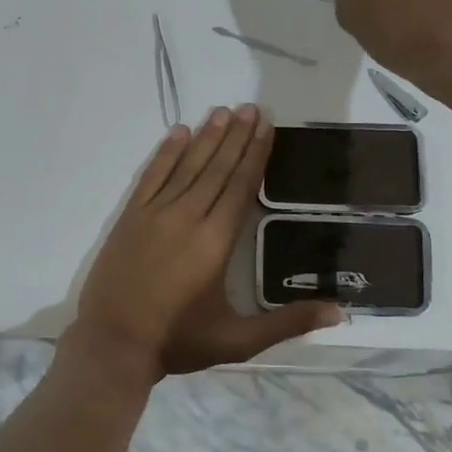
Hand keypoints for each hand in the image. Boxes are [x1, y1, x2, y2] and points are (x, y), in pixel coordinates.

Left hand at [74, 105, 342, 379]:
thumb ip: (288, 323)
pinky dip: (165, 153)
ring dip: (206, 138)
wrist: (112, 344)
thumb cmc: (178, 341)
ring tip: (223, 112)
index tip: (266, 126)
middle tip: (251, 106)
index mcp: (215, 241)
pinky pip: (151, 176)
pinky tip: (178, 133)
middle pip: (216, 168)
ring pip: (186, 166)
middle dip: (236, 136)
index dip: (255, 154)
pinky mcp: (129, 218)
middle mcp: (187, 217)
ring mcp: (154, 214)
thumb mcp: (238, 340)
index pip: (240, 186)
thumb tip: (339, 312)